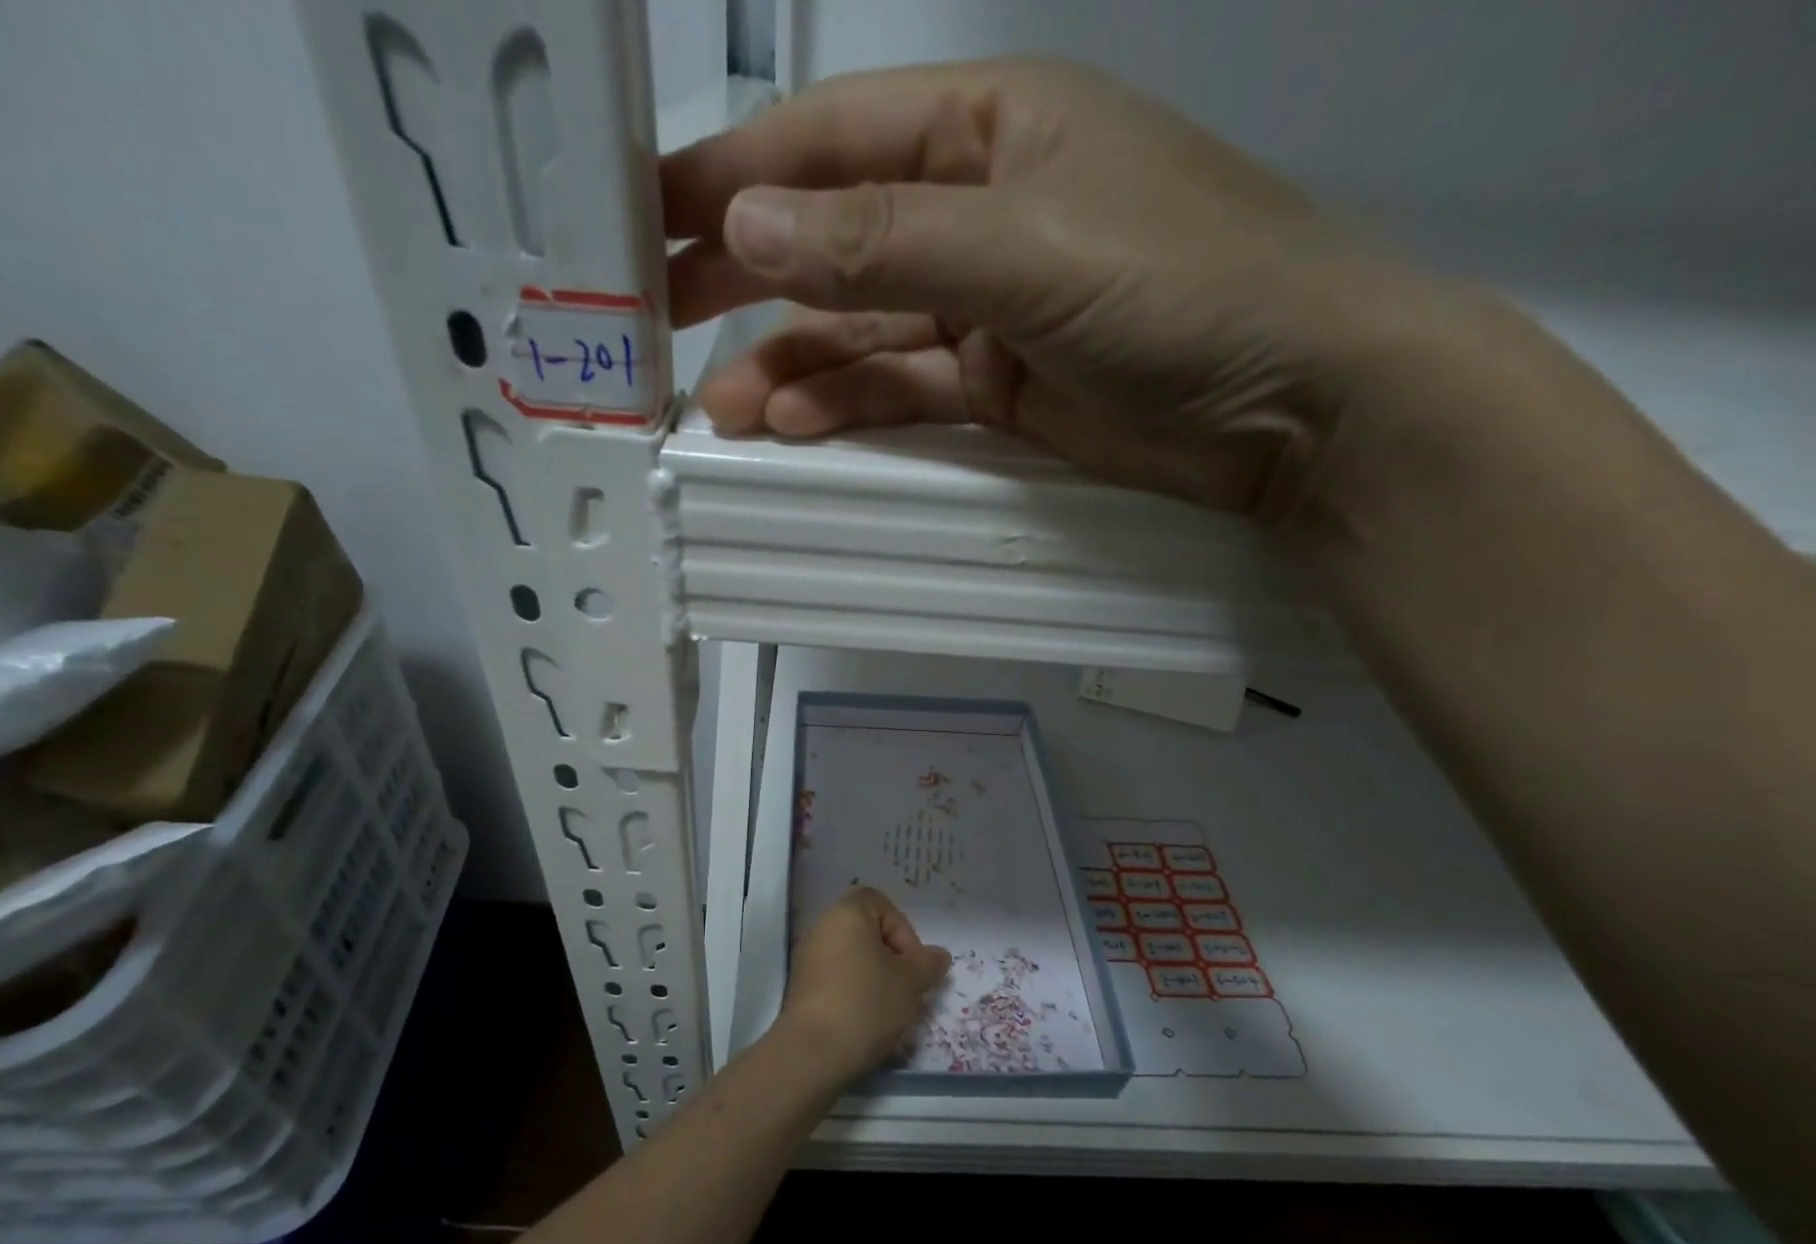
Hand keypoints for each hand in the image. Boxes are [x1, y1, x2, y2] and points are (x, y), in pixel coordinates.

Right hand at [663, 56, 1477, 518]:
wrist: (1289, 402)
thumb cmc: (1181, 288)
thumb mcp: (1025, 250)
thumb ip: (886, 244)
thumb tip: (747, 230)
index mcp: (983, 130)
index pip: (828, 145)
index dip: (731, 180)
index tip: (643, 224)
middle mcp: (973, 211)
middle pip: (831, 240)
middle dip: (744, 279)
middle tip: (656, 323)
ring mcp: (983, 308)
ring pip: (860, 330)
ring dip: (790, 364)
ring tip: (721, 408)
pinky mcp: (996, 387)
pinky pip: (901, 389)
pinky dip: (847, 405)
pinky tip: (794, 425)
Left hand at [778, 887, 950, 1084]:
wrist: (813, 1053)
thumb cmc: (867, 1004)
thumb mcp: (911, 982)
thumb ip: (928, 964)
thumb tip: (938, 956)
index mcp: (846, 914)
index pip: (881, 904)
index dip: (903, 930)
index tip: (912, 963)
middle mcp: (821, 928)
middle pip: (866, 933)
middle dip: (892, 959)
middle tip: (906, 989)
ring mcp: (807, 959)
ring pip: (853, 960)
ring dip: (875, 980)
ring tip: (890, 1011)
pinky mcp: (800, 989)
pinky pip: (836, 981)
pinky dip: (854, 995)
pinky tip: (866, 1025)